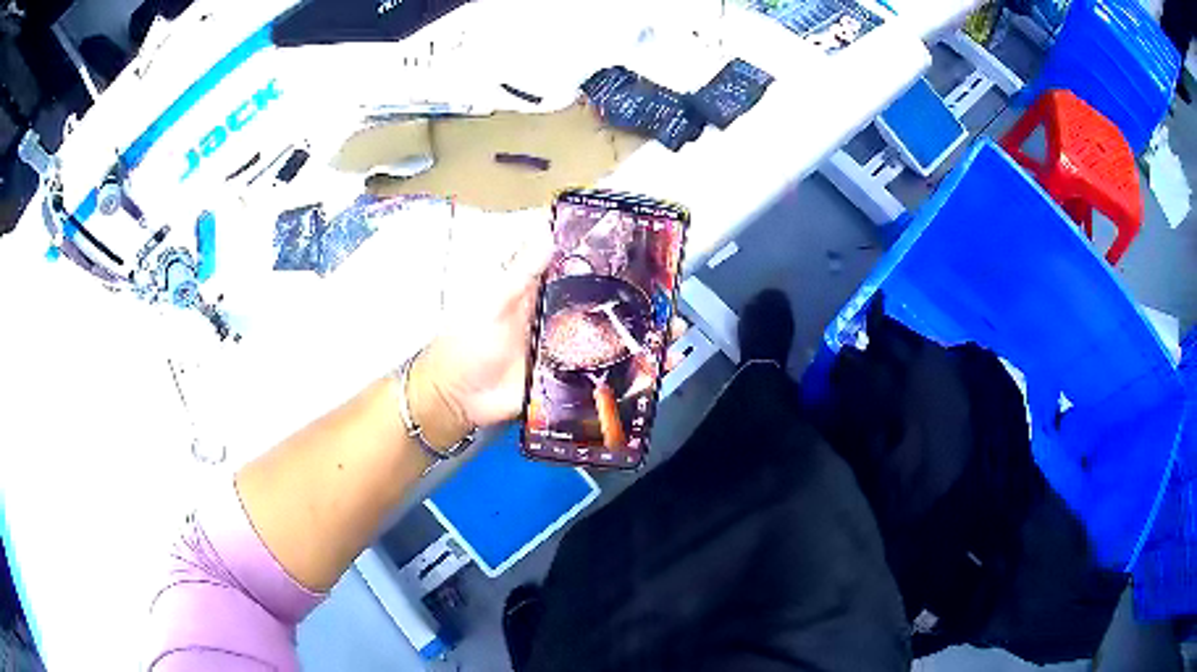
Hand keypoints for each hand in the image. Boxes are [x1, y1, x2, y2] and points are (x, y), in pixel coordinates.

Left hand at [407, 211, 689, 447]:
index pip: (586, 272)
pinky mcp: (572, 382)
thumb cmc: (468, 342)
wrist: (457, 397)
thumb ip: (519, 272)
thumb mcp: (491, 301)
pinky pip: (606, 377)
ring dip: (646, 336)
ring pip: (615, 341)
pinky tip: (657, 370)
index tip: (646, 251)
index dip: (614, 262)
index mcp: (546, 294)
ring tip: (674, 332)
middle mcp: (564, 320)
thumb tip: (549, 232)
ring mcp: (570, 353)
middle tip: (672, 296)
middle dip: (642, 302)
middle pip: (609, 308)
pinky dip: (633, 374)